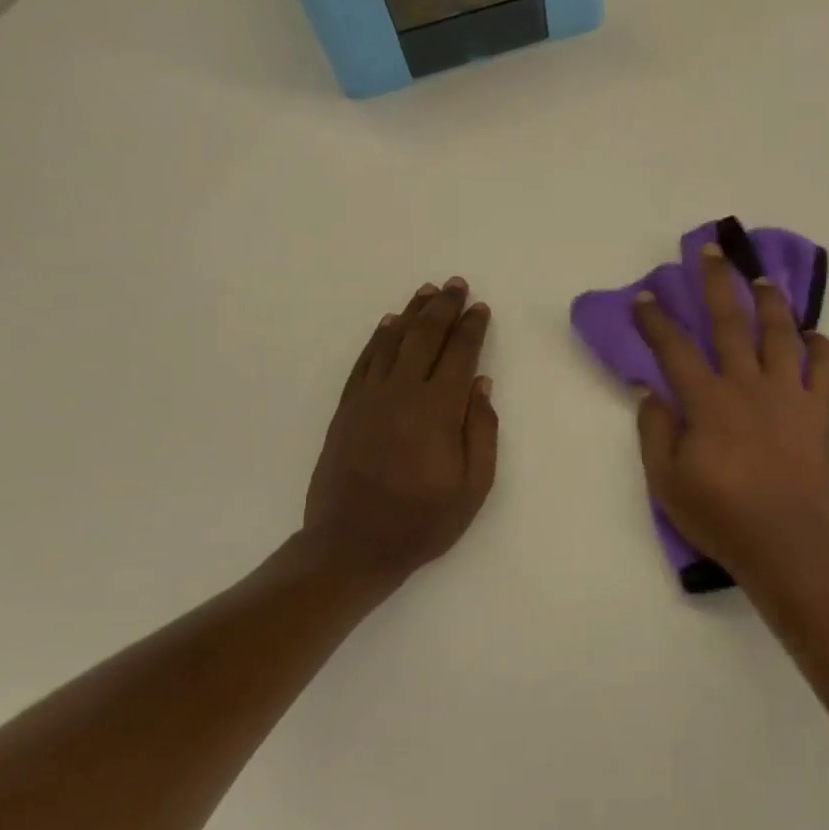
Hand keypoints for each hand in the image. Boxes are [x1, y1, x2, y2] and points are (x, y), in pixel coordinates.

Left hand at [301, 278, 498, 587]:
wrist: (351, 546)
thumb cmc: (422, 522)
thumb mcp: (473, 487)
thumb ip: (481, 432)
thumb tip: (481, 384)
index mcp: (438, 411)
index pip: (459, 355)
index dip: (471, 328)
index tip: (480, 307)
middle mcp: (402, 393)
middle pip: (424, 337)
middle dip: (443, 307)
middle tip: (455, 284)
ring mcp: (368, 399)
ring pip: (392, 342)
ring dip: (411, 313)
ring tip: (426, 292)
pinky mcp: (346, 410)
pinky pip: (364, 363)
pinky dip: (377, 340)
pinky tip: (388, 325)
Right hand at [633, 243, 828, 585]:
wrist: (785, 542)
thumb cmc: (720, 515)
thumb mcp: (666, 481)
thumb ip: (655, 430)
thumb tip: (649, 389)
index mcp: (707, 401)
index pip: (674, 349)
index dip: (656, 320)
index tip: (644, 297)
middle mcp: (747, 385)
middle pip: (730, 323)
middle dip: (717, 283)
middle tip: (711, 251)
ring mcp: (789, 395)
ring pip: (780, 335)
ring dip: (771, 303)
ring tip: (764, 279)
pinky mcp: (820, 412)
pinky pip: (827, 370)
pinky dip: (822, 348)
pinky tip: (815, 335)